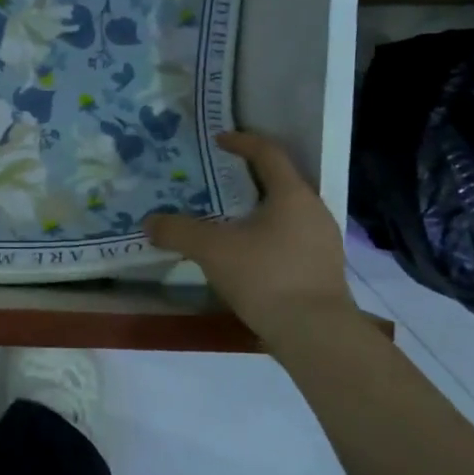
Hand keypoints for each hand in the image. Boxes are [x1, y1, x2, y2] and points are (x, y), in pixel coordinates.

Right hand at [145, 131, 356, 347]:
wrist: (315, 334)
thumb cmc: (266, 276)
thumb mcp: (212, 250)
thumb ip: (178, 231)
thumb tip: (150, 221)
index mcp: (292, 194)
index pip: (269, 153)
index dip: (242, 142)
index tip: (219, 140)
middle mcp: (314, 210)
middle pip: (280, 182)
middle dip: (248, 179)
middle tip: (217, 182)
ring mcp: (323, 242)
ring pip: (286, 213)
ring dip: (257, 211)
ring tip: (227, 221)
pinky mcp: (323, 269)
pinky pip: (290, 239)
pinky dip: (267, 237)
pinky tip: (246, 256)